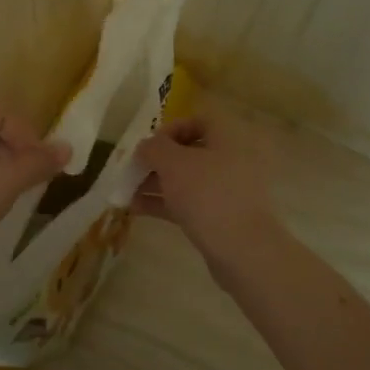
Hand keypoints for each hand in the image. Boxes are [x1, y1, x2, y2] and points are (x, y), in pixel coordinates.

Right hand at [131, 111, 278, 264]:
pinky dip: (165, 202)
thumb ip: (154, 148)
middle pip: (190, 151)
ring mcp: (229, 190)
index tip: (150, 144)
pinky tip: (137, 208)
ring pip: (187, 179)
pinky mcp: (223, 217)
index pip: (199, 120)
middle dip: (158, 160)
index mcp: (228, 137)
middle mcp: (232, 159)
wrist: (242, 250)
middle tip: (134, 169)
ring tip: (127, 191)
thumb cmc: (207, 194)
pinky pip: (190, 201)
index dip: (171, 128)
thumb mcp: (173, 163)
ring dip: (157, 182)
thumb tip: (146, 146)